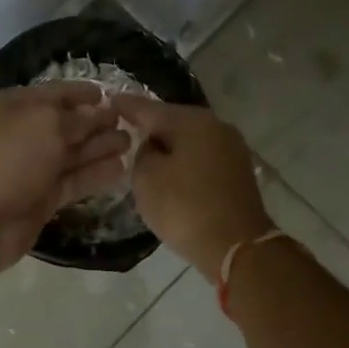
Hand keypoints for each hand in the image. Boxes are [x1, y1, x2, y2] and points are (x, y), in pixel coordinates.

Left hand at [0, 82, 130, 276]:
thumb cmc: (10, 157)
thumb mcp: (46, 123)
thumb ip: (78, 118)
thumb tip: (100, 113)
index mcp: (18, 106)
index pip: (57, 93)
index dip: (83, 93)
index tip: (111, 95)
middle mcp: (25, 134)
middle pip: (68, 124)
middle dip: (98, 122)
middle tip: (132, 122)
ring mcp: (34, 168)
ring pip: (74, 154)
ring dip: (101, 147)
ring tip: (132, 144)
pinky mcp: (43, 198)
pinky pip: (75, 181)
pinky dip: (96, 175)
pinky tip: (121, 169)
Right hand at [110, 96, 270, 274]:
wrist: (237, 246)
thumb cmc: (185, 208)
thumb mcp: (146, 178)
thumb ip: (142, 153)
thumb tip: (154, 147)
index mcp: (192, 121)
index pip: (150, 108)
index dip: (126, 106)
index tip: (110, 100)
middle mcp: (216, 126)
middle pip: (174, 120)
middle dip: (151, 125)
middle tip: (126, 128)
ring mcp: (232, 148)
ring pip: (190, 139)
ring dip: (170, 145)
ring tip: (146, 154)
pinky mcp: (238, 171)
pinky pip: (203, 157)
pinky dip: (185, 161)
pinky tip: (172, 172)